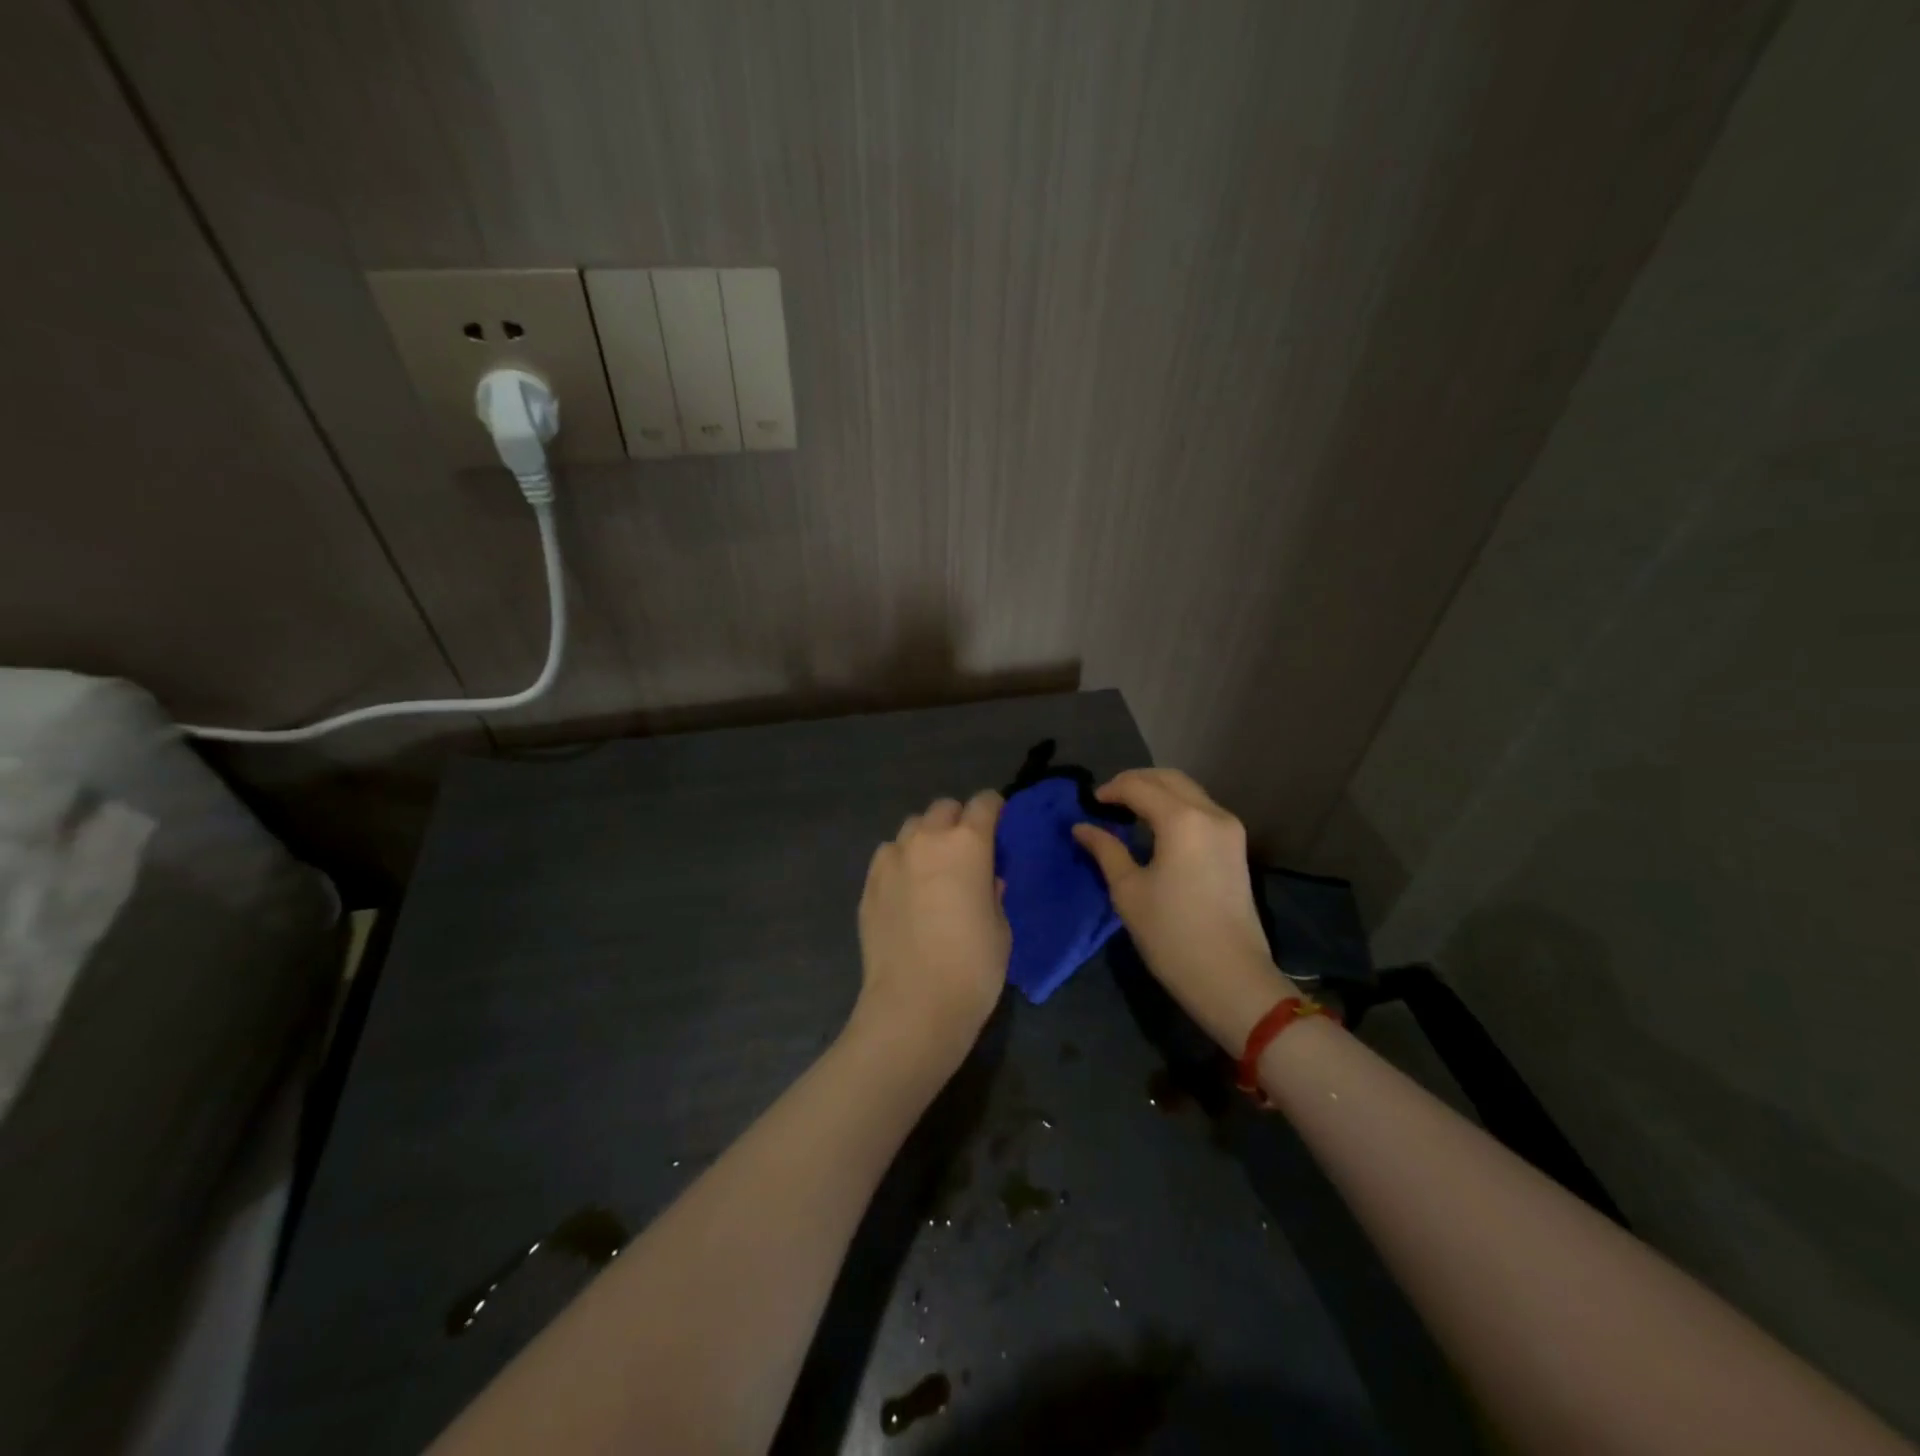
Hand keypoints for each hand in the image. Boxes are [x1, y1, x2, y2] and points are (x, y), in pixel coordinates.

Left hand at [854, 791, 1009, 1069]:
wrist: (914, 1004)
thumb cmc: (973, 966)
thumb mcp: (1001, 928)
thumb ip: (993, 893)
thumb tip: (986, 881)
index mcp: (968, 844)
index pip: (984, 803)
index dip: (994, 809)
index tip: (998, 825)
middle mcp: (927, 840)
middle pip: (943, 808)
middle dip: (957, 820)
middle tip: (966, 850)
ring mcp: (892, 859)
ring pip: (912, 828)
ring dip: (926, 838)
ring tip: (932, 868)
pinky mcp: (869, 883)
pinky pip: (888, 856)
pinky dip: (901, 862)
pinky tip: (906, 890)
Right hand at [1073, 768, 1294, 1051]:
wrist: (1231, 978)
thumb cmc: (1171, 935)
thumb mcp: (1128, 891)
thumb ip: (1105, 850)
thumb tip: (1082, 827)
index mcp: (1182, 820)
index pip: (1139, 787)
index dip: (1111, 790)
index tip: (1089, 803)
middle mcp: (1211, 813)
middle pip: (1169, 778)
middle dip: (1136, 781)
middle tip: (1107, 799)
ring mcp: (1230, 829)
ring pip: (1189, 791)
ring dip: (1158, 792)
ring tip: (1128, 811)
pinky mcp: (1236, 847)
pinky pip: (1201, 809)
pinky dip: (1176, 807)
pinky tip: (1156, 827)